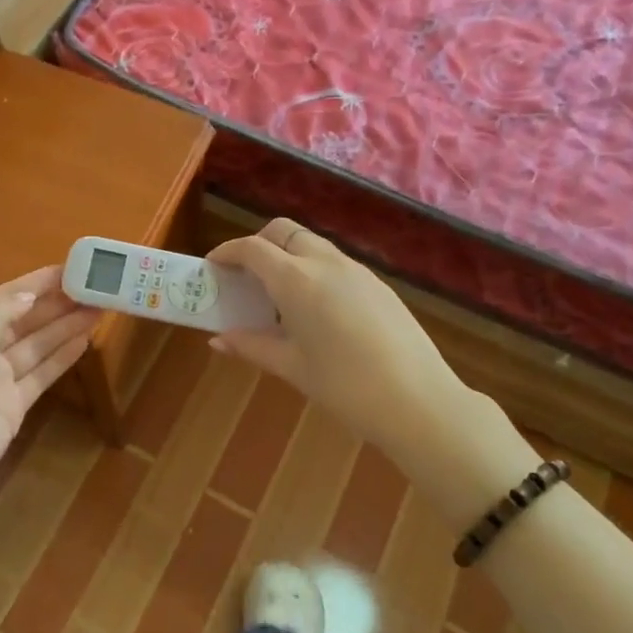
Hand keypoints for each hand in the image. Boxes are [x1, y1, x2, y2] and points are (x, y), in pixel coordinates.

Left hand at [0, 267, 97, 540]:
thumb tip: (29, 294)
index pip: (6, 296)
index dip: (39, 282)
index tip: (75, 267)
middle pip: (26, 319)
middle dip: (59, 303)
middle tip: (98, 287)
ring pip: (38, 345)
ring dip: (67, 326)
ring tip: (101, 308)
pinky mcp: (12, 408)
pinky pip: (42, 375)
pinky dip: (63, 358)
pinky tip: (85, 340)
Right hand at [208, 219, 474, 453]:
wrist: (419, 401)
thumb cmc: (345, 387)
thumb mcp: (293, 368)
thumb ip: (253, 346)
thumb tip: (219, 339)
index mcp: (297, 280)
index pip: (253, 248)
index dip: (228, 252)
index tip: (213, 266)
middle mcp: (326, 263)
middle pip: (284, 231)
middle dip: (259, 244)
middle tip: (245, 276)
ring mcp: (357, 270)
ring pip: (312, 245)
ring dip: (288, 256)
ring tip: (278, 297)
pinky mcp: (378, 284)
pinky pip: (335, 263)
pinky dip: (313, 271)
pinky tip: (316, 310)